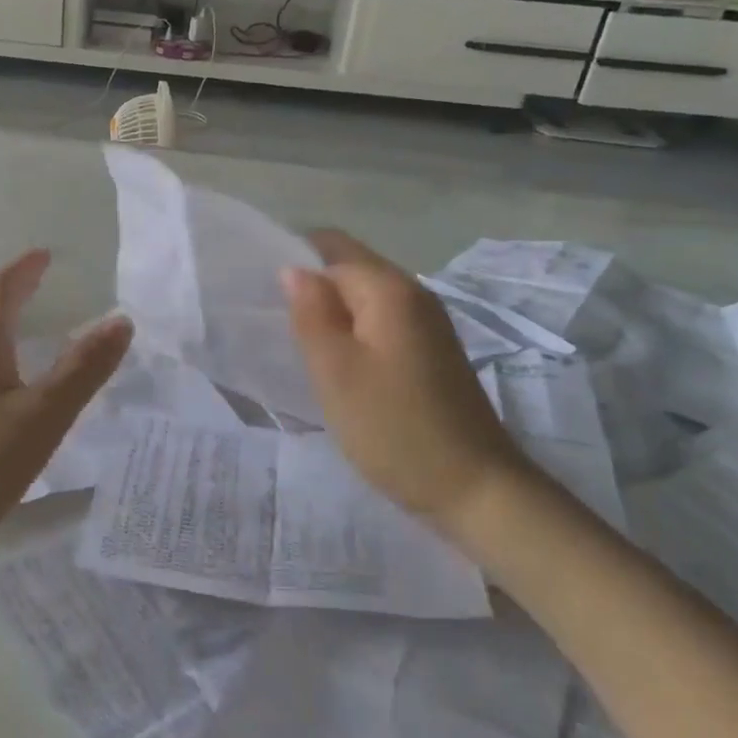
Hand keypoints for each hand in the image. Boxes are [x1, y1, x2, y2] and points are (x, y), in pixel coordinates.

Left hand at [0, 249, 132, 553]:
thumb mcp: (45, 414)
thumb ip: (84, 368)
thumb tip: (121, 320)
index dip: (23, 269)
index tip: (45, 254)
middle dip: (15, 292)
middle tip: (42, 280)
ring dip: (6, 324)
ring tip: (31, 326)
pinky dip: (1, 357)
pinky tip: (12, 387)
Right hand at [283, 230, 523, 537]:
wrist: (477, 491)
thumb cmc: (395, 428)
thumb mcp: (336, 371)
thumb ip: (310, 314)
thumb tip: (293, 270)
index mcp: (390, 289)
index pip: (332, 245)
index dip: (293, 257)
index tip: (260, 289)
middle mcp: (414, 294)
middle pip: (349, 268)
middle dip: (310, 287)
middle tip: (273, 323)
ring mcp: (427, 324)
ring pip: (363, 299)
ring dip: (330, 313)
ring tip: (296, 344)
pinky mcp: (431, 352)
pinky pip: (379, 323)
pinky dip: (352, 333)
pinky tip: (335, 363)